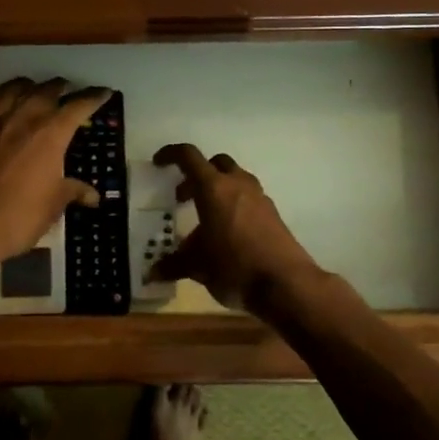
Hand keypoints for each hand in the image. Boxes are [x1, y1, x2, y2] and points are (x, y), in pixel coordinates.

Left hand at [0, 78, 108, 272]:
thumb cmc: (18, 216)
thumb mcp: (53, 206)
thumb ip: (72, 192)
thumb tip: (92, 195)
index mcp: (50, 133)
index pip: (78, 106)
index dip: (93, 97)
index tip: (104, 92)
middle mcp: (22, 118)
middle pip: (44, 90)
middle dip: (59, 87)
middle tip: (67, 90)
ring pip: (10, 89)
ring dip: (25, 86)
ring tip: (32, 90)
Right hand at [150, 144, 321, 311]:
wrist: (286, 284)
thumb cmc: (234, 267)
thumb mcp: (197, 266)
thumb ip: (174, 264)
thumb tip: (153, 272)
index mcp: (213, 188)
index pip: (189, 157)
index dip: (171, 154)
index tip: (159, 163)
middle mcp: (238, 185)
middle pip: (216, 163)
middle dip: (197, 175)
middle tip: (183, 197)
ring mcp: (260, 198)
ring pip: (236, 179)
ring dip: (218, 190)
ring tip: (206, 218)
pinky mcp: (274, 215)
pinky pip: (249, 199)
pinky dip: (234, 206)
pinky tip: (228, 233)